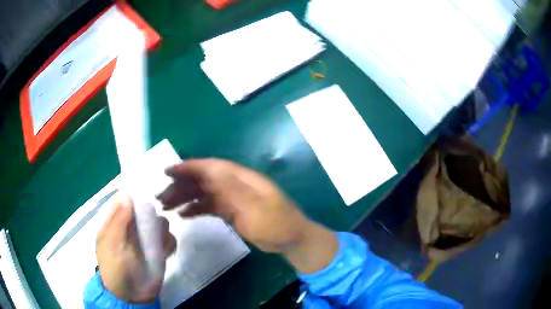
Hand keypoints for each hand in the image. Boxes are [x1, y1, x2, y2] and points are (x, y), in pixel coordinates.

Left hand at [96, 195, 175, 302]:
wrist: (132, 296)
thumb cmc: (115, 269)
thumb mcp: (112, 245)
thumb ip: (118, 221)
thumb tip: (127, 194)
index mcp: (116, 223)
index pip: (125, 201)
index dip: (135, 195)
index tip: (146, 194)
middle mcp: (132, 227)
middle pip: (146, 209)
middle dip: (152, 214)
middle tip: (152, 224)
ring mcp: (146, 239)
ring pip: (160, 223)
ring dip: (161, 230)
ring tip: (158, 243)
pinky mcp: (159, 251)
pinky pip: (169, 239)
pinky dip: (169, 243)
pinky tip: (164, 252)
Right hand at [157, 159, 337, 272]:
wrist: (292, 240)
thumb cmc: (277, 223)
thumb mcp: (256, 207)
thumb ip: (232, 189)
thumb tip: (209, 170)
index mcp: (241, 178)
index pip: (210, 167)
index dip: (189, 167)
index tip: (168, 172)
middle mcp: (234, 184)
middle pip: (203, 180)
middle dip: (181, 186)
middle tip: (161, 197)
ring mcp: (233, 198)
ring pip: (204, 194)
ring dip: (185, 198)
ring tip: (166, 206)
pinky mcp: (232, 211)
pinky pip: (210, 207)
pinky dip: (196, 209)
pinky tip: (183, 215)